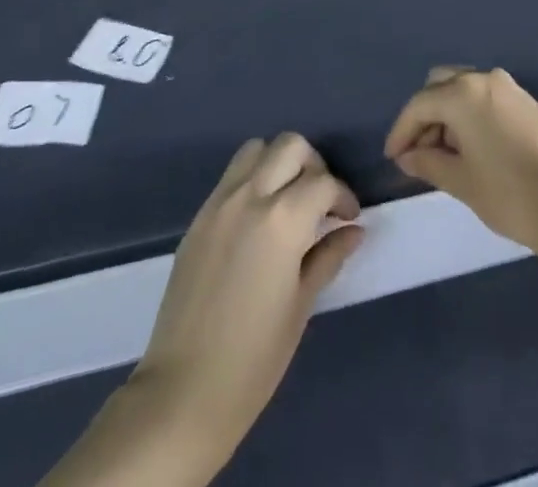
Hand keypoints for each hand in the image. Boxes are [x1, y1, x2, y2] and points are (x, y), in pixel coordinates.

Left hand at [131, 134, 362, 465]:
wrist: (183, 391)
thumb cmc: (254, 358)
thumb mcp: (301, 306)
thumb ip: (328, 256)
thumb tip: (354, 231)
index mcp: (282, 219)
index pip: (323, 182)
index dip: (343, 197)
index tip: (348, 219)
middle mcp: (250, 196)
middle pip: (290, 146)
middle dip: (313, 165)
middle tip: (320, 201)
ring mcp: (220, 202)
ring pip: (256, 150)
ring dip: (278, 163)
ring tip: (289, 200)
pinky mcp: (199, 217)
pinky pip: (232, 176)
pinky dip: (252, 180)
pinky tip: (259, 220)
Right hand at [383, 66, 537, 263]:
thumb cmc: (510, 195)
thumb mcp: (461, 181)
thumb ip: (428, 163)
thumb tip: (408, 156)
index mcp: (463, 93)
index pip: (419, 105)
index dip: (401, 131)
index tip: (393, 158)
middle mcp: (484, 79)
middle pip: (440, 86)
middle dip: (424, 116)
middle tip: (418, 154)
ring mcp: (509, 88)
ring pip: (463, 89)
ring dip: (447, 115)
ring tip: (442, 155)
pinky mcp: (526, 102)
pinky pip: (485, 98)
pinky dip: (469, 115)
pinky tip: (469, 148)